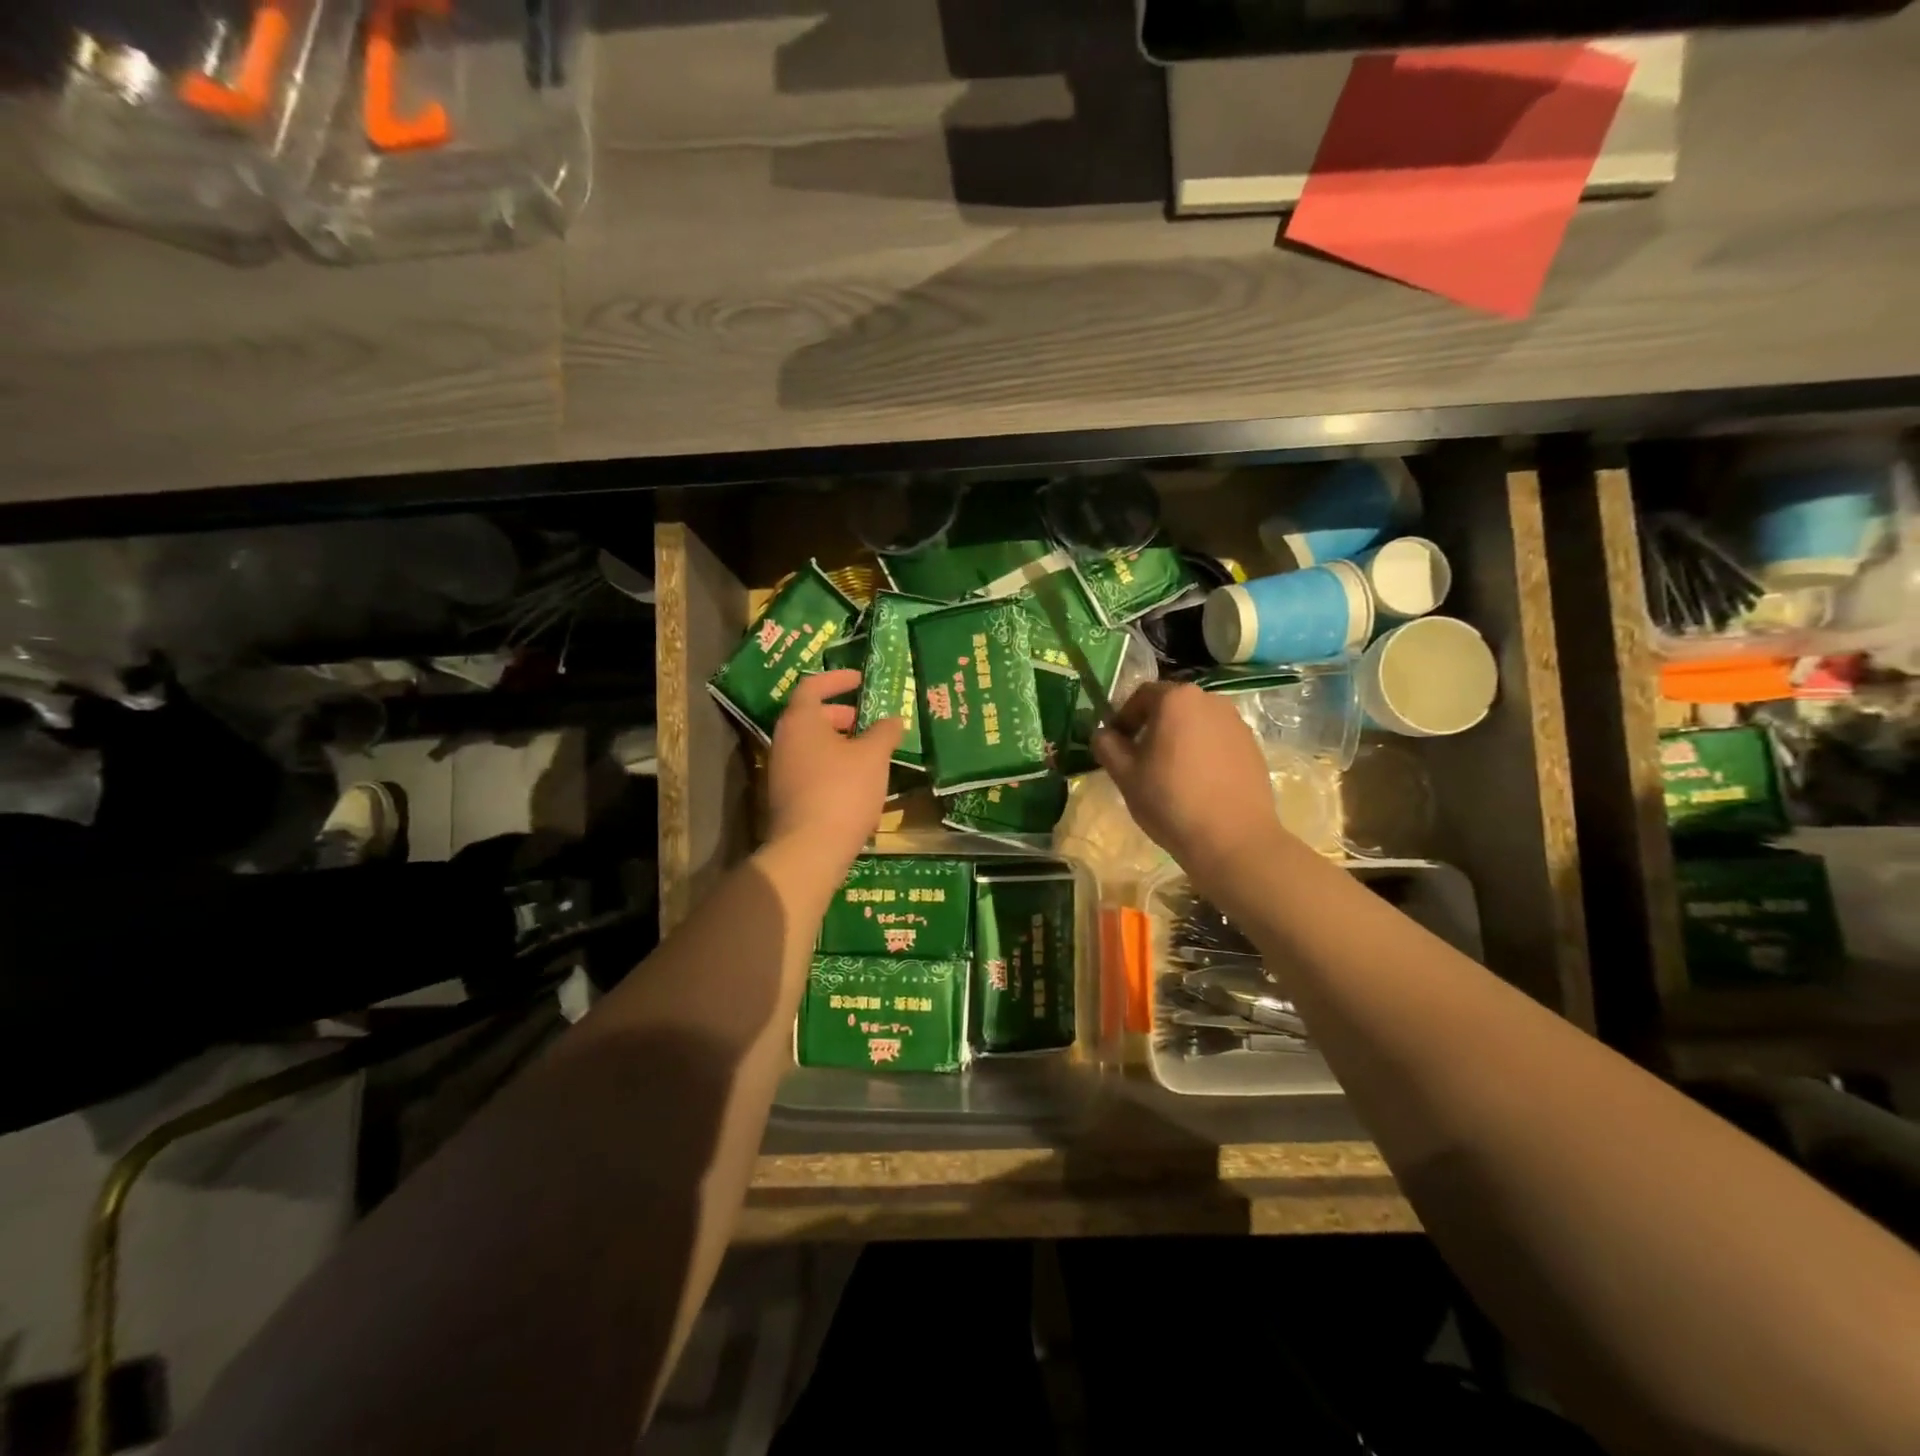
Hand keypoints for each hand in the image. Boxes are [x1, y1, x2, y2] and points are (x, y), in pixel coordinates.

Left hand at [764, 669, 904, 875]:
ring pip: (810, 745)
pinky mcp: (785, 797)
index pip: (813, 686)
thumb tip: (892, 720)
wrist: (810, 849)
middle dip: (840, 714)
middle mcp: (783, 740)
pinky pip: (809, 768)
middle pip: (810, 716)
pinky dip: (831, 765)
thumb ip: (884, 732)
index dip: (837, 679)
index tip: (860, 679)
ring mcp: (780, 770)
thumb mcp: (873, 756)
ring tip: (867, 753)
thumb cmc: (842, 790)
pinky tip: (855, 782)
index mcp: (800, 721)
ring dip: (837, 742)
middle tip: (865, 721)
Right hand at [1091, 682, 1286, 883]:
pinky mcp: (1253, 747)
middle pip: (1172, 706)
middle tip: (1139, 759)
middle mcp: (1211, 700)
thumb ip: (1107, 746)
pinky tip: (1197, 784)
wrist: (1233, 839)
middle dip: (1152, 727)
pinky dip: (1203, 752)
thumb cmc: (1170, 800)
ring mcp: (1237, 723)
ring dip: (1179, 739)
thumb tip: (1103, 734)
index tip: (1115, 744)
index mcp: (1176, 699)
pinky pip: (1218, 740)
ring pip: (1196, 723)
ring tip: (1170, 773)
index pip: (1141, 695)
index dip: (1123, 717)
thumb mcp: (1125, 775)